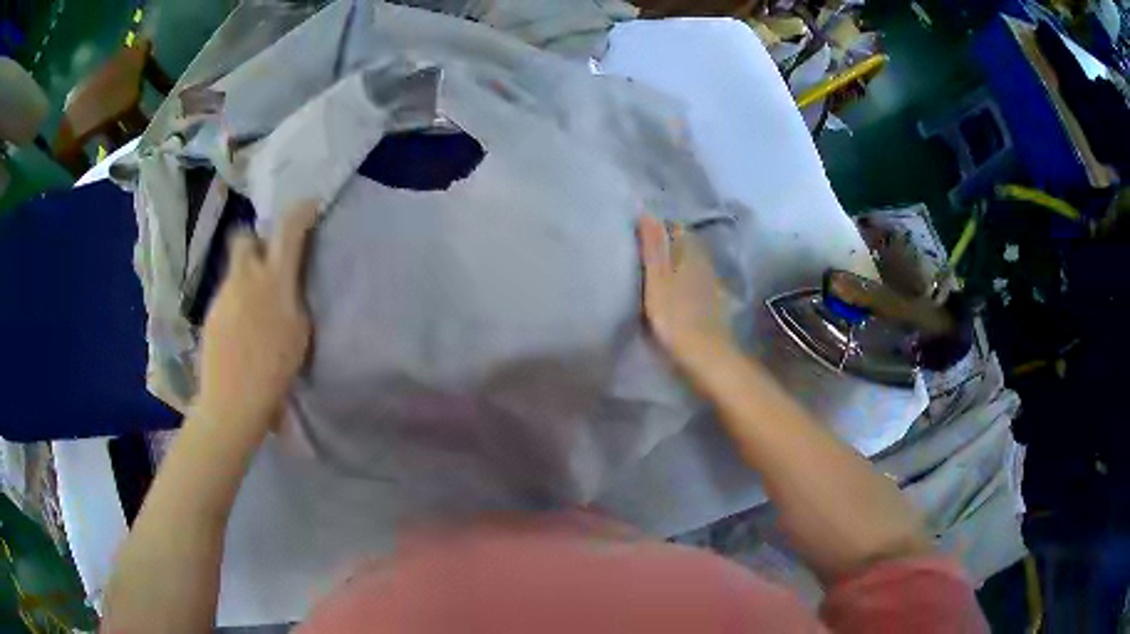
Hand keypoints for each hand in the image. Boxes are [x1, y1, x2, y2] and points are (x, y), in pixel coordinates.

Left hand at [193, 203, 319, 446]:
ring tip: (257, 309)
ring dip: (248, 276)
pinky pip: (227, 294)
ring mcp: (223, 295)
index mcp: (274, 281)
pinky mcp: (211, 313)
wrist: (232, 402)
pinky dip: (238, 301)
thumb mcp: (299, 333)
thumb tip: (288, 285)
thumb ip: (294, 299)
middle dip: (257, 241)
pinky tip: (243, 331)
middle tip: (268, 262)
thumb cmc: (274, 372)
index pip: (287, 229)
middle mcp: (245, 278)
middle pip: (244, 237)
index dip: (300, 212)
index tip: (309, 207)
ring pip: (235, 269)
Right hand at [637, 214, 732, 364]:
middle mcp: (704, 262)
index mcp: (690, 253)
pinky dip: (687, 278)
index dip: (659, 225)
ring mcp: (712, 283)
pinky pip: (698, 280)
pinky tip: (679, 286)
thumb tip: (647, 212)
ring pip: (693, 262)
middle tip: (645, 244)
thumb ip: (653, 247)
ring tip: (658, 264)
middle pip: (687, 244)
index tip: (640, 228)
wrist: (705, 354)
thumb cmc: (675, 316)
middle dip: (669, 241)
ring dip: (679, 259)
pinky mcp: (715, 302)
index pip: (676, 228)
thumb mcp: (657, 280)